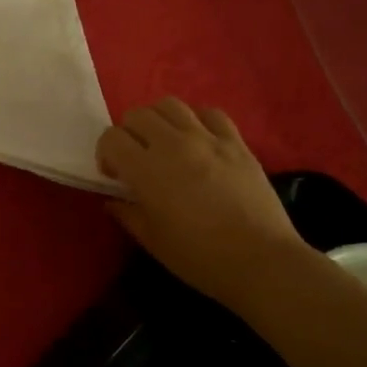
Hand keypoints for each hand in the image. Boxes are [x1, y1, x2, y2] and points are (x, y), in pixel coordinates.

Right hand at [96, 97, 304, 304]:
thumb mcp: (152, 241)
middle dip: (128, 133)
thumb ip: (128, 214)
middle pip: (137, 115)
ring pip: (170, 105)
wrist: (260, 260)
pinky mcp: (236, 143)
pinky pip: (211, 113)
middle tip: (137, 158)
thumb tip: (114, 200)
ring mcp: (208, 139)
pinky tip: (198, 139)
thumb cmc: (199, 256)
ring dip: (159, 120)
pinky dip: (197, 119)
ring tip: (165, 143)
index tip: (115, 175)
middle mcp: (173, 144)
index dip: (105, 154)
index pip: (111, 138)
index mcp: (146, 170)